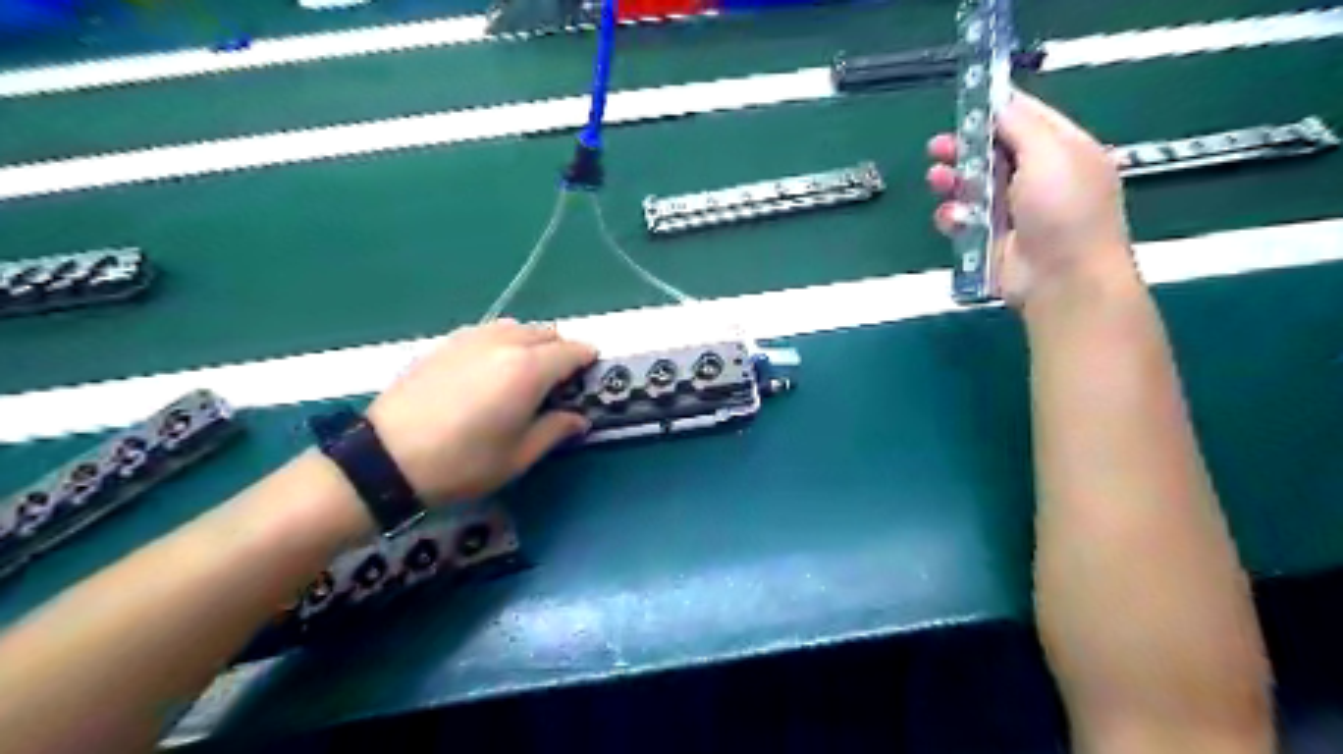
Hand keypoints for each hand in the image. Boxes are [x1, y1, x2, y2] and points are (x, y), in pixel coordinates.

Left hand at [367, 318, 598, 506]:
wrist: (384, 458)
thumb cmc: (462, 463)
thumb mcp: (518, 456)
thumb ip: (555, 430)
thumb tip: (579, 419)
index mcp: (529, 369)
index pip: (572, 351)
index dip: (588, 361)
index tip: (591, 375)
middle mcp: (504, 343)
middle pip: (547, 333)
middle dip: (561, 351)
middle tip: (559, 382)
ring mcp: (472, 338)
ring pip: (517, 328)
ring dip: (533, 344)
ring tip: (525, 375)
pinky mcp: (447, 343)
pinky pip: (489, 332)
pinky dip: (503, 342)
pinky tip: (492, 370)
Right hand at [931, 88, 1137, 311]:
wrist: (1062, 279)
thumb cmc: (1065, 210)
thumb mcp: (1051, 153)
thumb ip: (1022, 124)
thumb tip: (1000, 103)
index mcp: (1063, 150)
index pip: (1027, 118)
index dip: (996, 109)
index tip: (965, 102)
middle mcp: (1038, 178)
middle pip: (993, 153)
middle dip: (964, 148)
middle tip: (937, 146)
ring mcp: (1014, 211)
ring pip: (972, 187)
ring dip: (952, 181)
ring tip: (936, 179)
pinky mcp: (991, 239)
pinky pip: (964, 221)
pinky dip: (953, 217)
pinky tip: (951, 217)